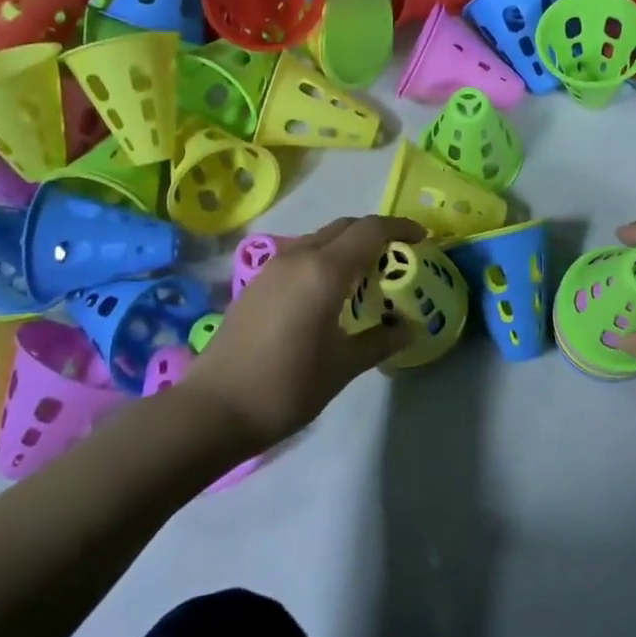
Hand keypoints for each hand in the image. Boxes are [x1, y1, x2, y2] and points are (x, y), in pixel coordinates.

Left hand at [182, 215, 424, 447]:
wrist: (214, 408)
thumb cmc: (287, 386)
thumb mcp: (343, 366)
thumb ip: (380, 340)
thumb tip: (408, 328)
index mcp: (324, 270)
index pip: (370, 230)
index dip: (400, 228)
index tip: (422, 239)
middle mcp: (297, 257)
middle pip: (344, 227)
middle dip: (374, 234)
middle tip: (397, 258)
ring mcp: (271, 268)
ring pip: (318, 239)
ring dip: (346, 247)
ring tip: (365, 277)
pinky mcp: (255, 284)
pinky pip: (299, 256)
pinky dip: (323, 260)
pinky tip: (327, 294)